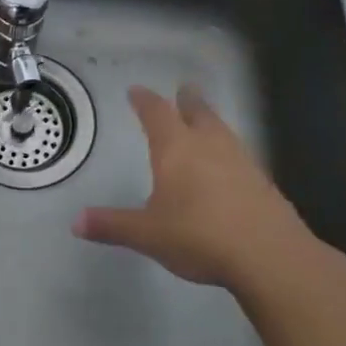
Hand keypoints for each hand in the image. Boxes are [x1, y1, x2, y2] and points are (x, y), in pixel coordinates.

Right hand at [73, 86, 324, 291]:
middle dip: (188, 101)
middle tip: (184, 90)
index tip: (136, 91)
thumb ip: (112, 225)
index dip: (144, 101)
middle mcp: (209, 146)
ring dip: (211, 122)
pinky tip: (229, 166)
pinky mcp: (263, 183)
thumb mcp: (147, 234)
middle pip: (198, 113)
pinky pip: (240, 156)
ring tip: (206, 122)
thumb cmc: (198, 236)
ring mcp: (241, 162)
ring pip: (223, 131)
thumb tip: (76, 222)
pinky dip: (229, 151)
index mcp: (176, 149)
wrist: (269, 255)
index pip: (156, 114)